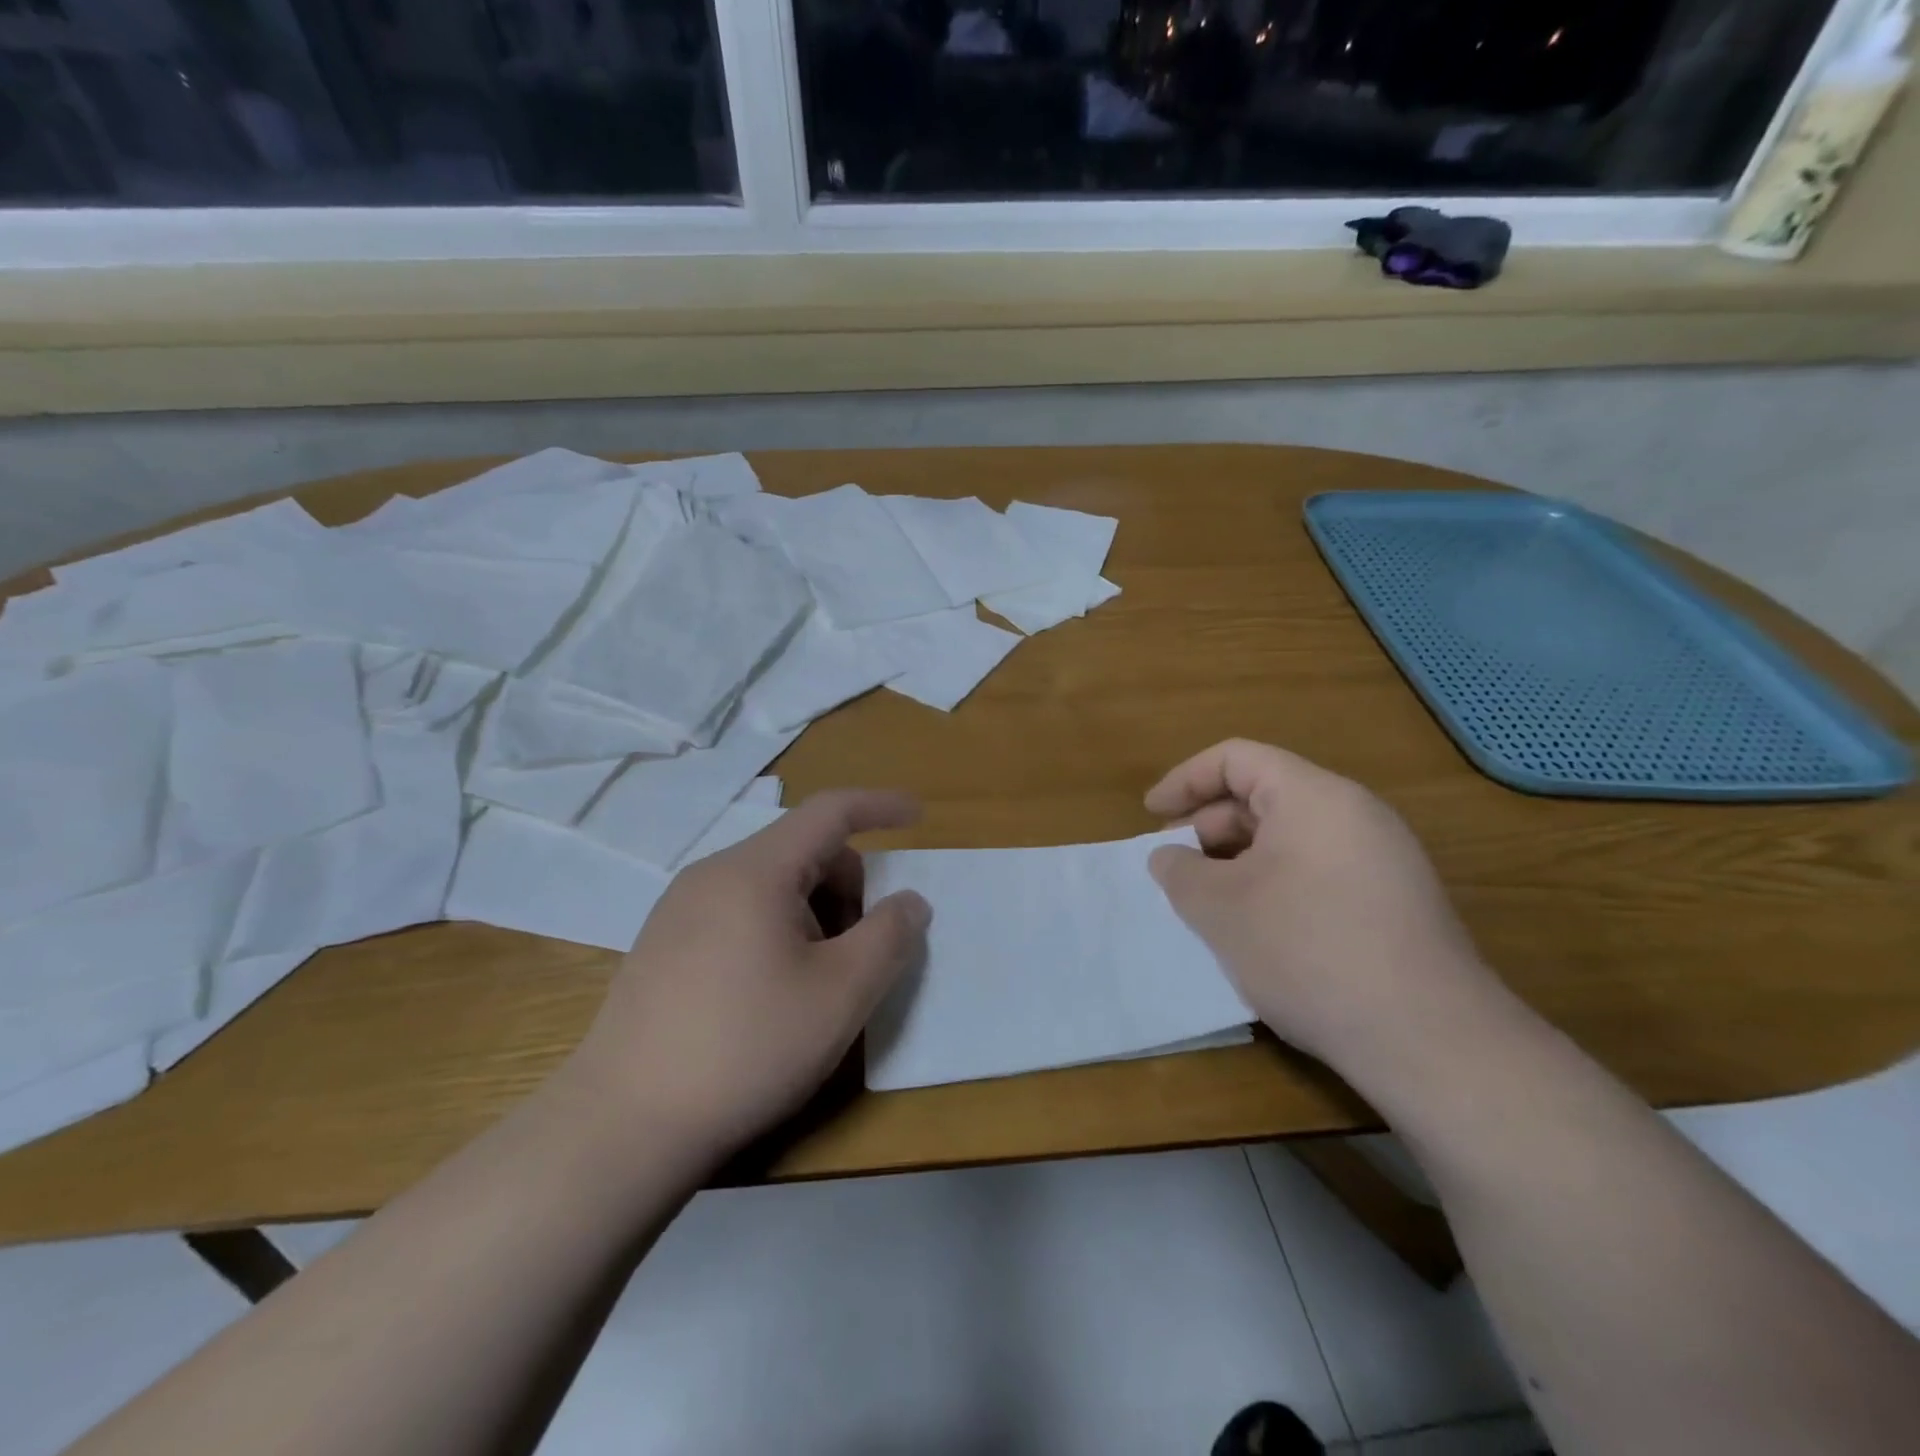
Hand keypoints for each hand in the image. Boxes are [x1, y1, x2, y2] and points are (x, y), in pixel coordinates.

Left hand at [563, 789, 931, 1162]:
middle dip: (848, 885)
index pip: (829, 811)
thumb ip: (889, 936)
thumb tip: (909, 902)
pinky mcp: (663, 945)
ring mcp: (679, 909)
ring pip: (771, 884)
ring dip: (815, 913)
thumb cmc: (747, 1047)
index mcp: (755, 870)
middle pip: (802, 851)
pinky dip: (778, 930)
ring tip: (817, 981)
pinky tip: (772, 994)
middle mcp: (712, 874)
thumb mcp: (841, 993)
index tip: (918, 815)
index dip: (880, 806)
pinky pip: (739, 912)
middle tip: (863, 950)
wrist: (622, 1125)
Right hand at [1145, 739, 1503, 1076]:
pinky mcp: (1395, 902)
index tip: (1150, 815)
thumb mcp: (1220, 908)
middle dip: (1208, 825)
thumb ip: (1179, 871)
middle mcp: (1355, 814)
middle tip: (1174, 866)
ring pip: (1290, 837)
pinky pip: (1317, 870)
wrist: (1427, 1039)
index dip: (1185, 780)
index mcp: (1314, 796)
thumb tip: (1169, 857)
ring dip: (1238, 859)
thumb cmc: (1307, 950)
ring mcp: (1383, 859)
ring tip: (1206, 901)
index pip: (1236, 758)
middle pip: (1264, 795)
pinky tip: (1255, 928)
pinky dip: (1273, 883)